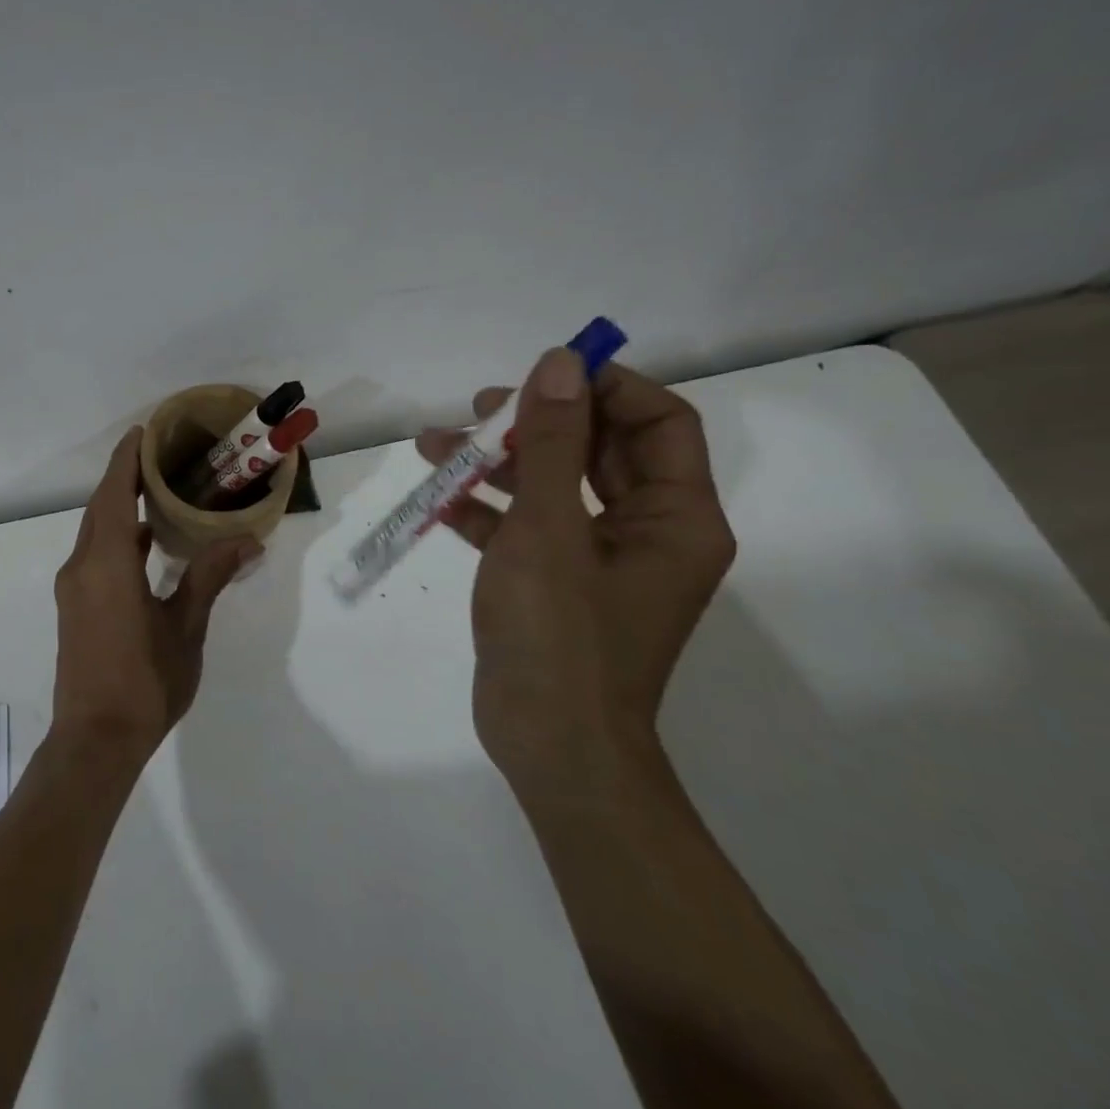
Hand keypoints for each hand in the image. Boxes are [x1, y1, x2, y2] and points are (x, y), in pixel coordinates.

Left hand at [51, 428, 258, 769]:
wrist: (95, 740)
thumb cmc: (144, 682)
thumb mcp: (186, 627)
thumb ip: (209, 577)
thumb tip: (245, 539)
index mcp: (107, 563)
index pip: (115, 495)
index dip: (127, 460)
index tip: (143, 432)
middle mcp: (81, 567)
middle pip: (100, 508)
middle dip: (124, 478)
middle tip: (159, 455)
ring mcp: (73, 588)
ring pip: (94, 532)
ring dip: (119, 508)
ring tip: (156, 491)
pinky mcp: (74, 607)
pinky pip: (93, 554)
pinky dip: (115, 537)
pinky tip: (144, 543)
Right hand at [416, 352, 735, 798]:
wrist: (549, 745)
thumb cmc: (559, 635)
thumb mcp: (549, 529)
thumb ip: (552, 443)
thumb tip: (560, 363)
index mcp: (675, 516)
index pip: (657, 421)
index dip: (604, 387)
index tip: (542, 374)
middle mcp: (647, 530)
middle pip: (597, 448)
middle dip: (536, 423)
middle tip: (479, 411)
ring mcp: (598, 558)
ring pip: (553, 485)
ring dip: (497, 463)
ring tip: (434, 445)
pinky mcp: (556, 582)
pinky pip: (526, 526)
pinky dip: (485, 508)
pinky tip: (435, 498)